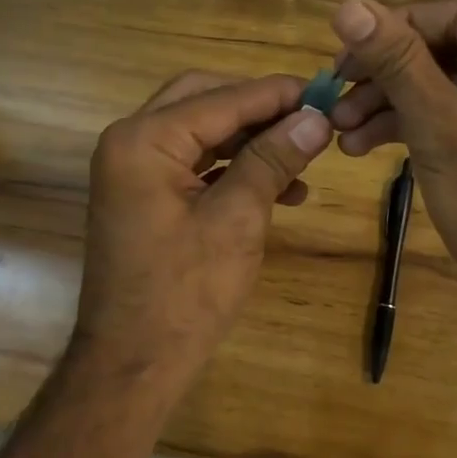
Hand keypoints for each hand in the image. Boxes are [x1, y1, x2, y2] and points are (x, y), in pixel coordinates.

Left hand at [73, 71, 333, 385]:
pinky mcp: (144, 195)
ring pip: (201, 132)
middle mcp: (130, 142)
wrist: (133, 364)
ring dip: (251, 141)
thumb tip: (315, 117)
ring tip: (304, 160)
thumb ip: (272, 159)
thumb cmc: (185, 293)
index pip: (221, 98)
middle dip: (259, 110)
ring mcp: (133, 170)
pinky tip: (279, 189)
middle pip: (204, 101)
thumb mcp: (237, 219)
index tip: (326, 93)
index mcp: (144, 140)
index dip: (276, 94)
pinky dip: (233, 169)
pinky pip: (194, 163)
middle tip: (309, 120)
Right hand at [328, 0, 456, 305]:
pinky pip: (455, 109)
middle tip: (334, 98)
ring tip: (339, 131)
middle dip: (386, 75)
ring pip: (444, 81)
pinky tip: (363, 144)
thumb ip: (397, 61)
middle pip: (447, 47)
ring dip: (390, 102)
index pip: (455, 14)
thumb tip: (349, 5)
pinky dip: (412, 122)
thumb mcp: (439, 127)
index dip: (394, 30)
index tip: (344, 58)